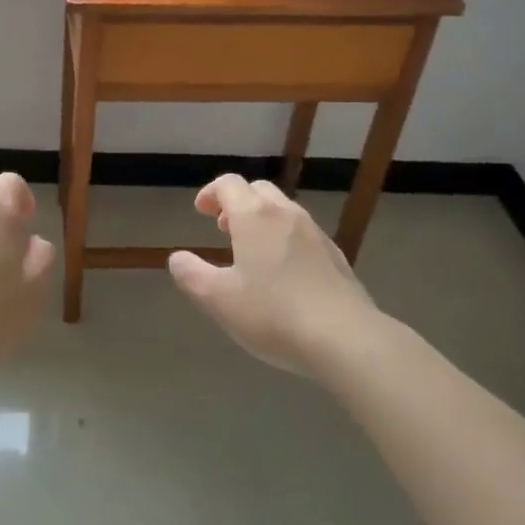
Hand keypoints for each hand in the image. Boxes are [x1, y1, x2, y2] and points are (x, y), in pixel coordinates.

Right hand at [169, 174, 380, 375]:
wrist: (347, 339)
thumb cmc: (273, 314)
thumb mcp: (218, 299)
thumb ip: (191, 275)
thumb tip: (177, 259)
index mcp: (254, 216)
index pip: (229, 184)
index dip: (211, 193)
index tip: (200, 212)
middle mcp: (286, 215)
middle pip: (259, 191)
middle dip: (237, 203)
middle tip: (223, 228)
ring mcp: (316, 235)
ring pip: (284, 211)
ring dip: (263, 221)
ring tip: (252, 252)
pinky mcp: (337, 258)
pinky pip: (304, 235)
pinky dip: (286, 240)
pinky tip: (285, 275)